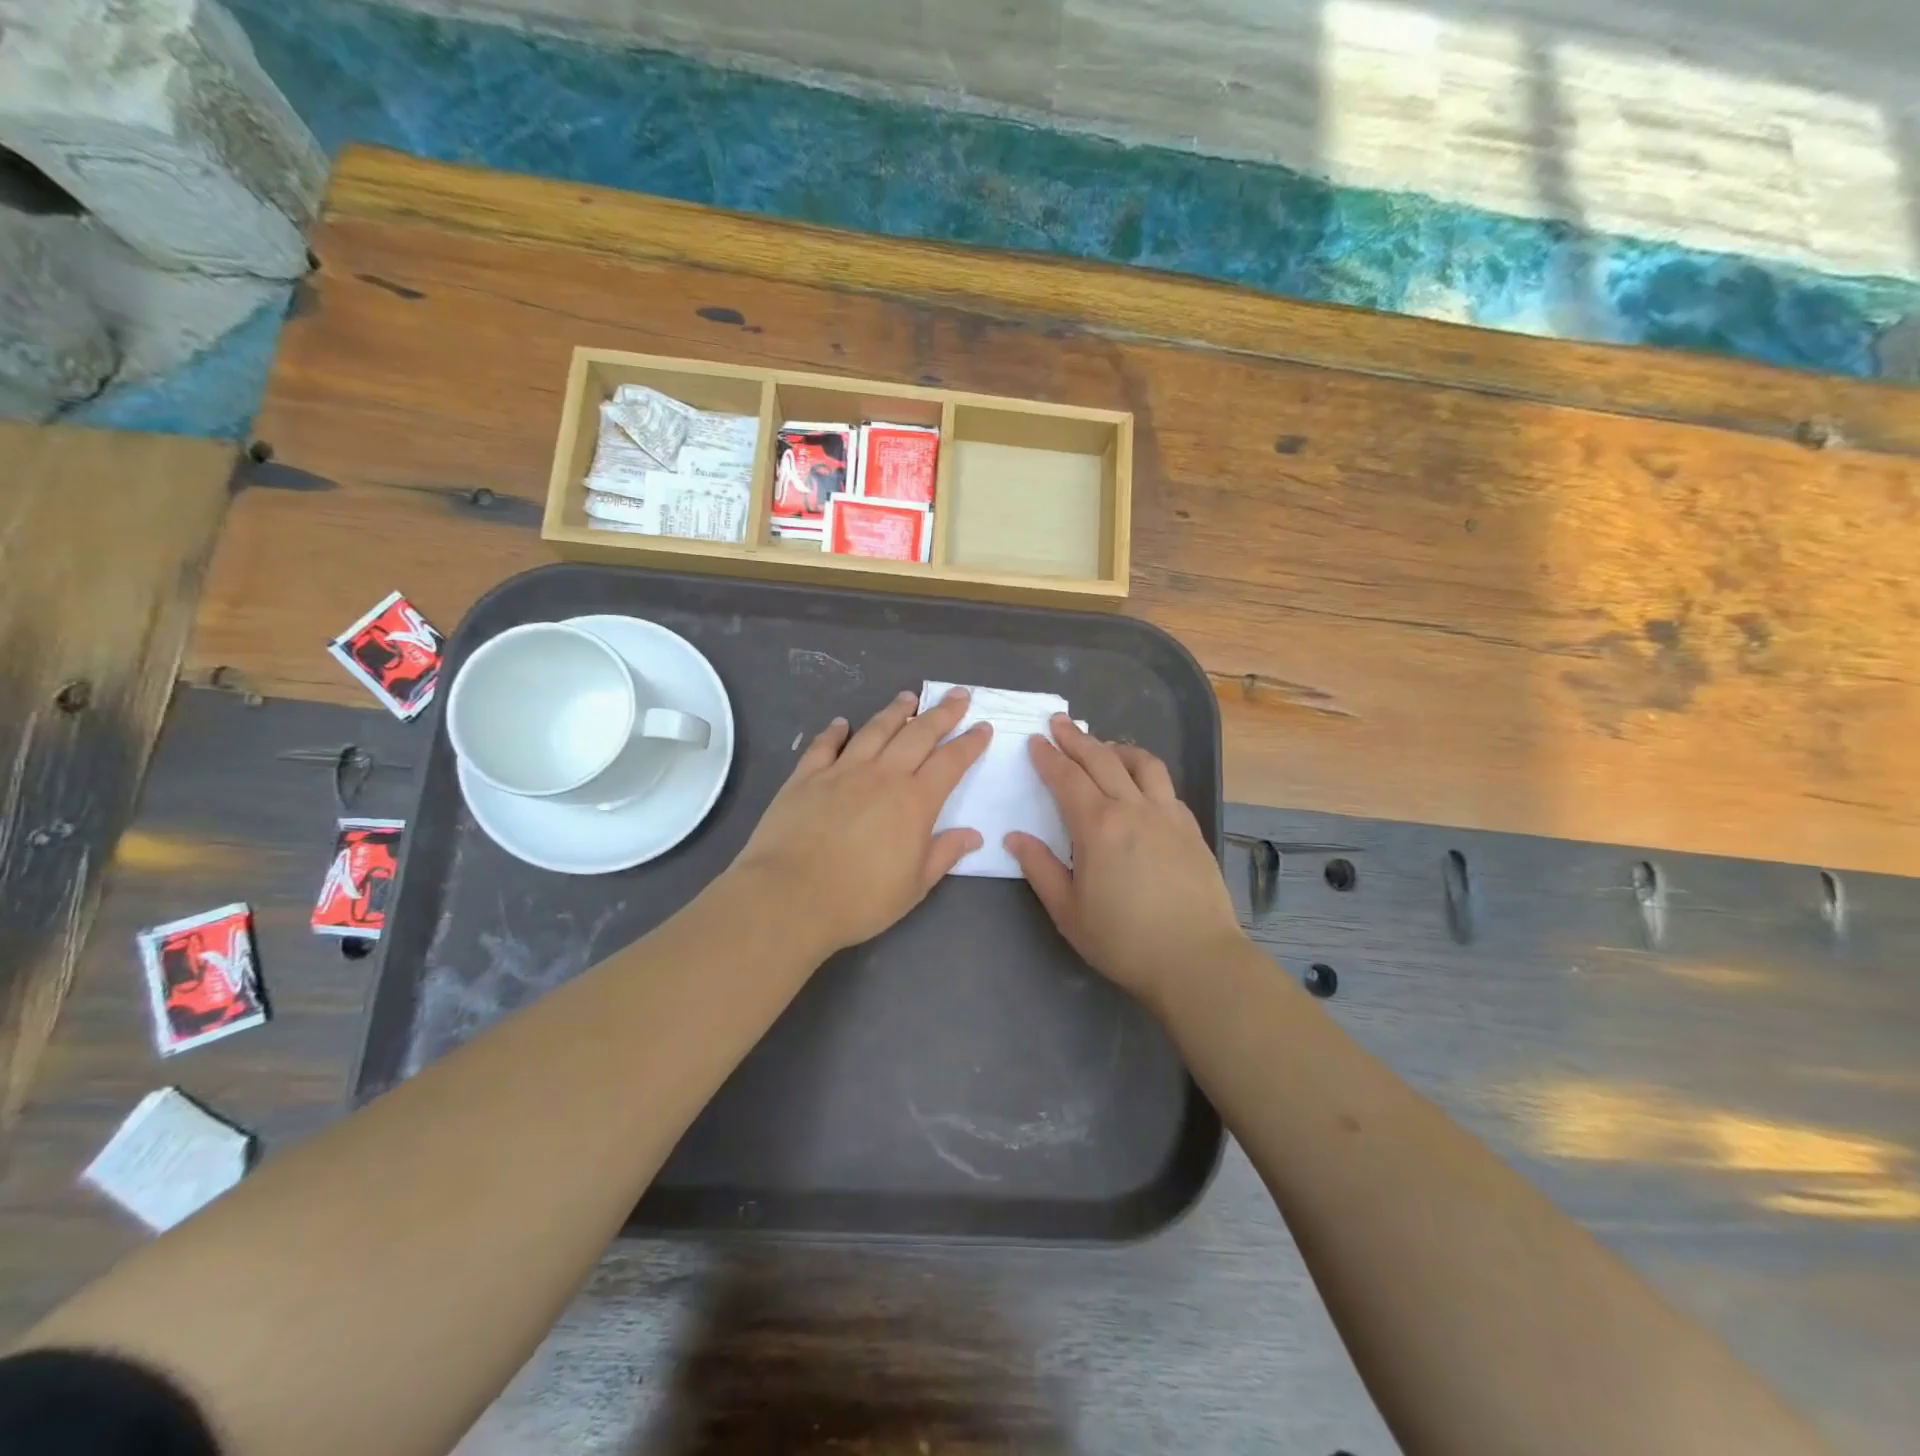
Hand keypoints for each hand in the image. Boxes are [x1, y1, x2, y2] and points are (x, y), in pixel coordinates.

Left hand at [730, 688, 991, 954]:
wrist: (790, 897)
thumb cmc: (860, 899)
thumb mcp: (914, 886)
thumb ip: (945, 854)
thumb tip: (974, 835)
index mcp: (915, 801)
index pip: (951, 762)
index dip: (970, 743)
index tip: (983, 727)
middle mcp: (882, 775)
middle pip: (918, 734)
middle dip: (942, 713)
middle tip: (957, 696)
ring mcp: (842, 771)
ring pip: (875, 730)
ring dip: (895, 711)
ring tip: (908, 697)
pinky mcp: (806, 777)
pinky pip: (824, 745)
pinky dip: (835, 731)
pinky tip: (842, 723)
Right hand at [1006, 717, 1241, 1007]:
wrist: (1196, 959)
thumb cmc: (1123, 940)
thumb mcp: (1068, 912)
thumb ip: (1040, 869)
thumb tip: (1015, 837)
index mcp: (1098, 826)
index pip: (1067, 778)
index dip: (1048, 757)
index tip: (1036, 741)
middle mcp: (1133, 808)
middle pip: (1102, 759)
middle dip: (1076, 738)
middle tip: (1059, 723)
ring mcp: (1167, 815)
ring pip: (1142, 763)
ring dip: (1116, 748)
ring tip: (1102, 746)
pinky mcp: (1190, 828)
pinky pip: (1166, 786)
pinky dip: (1146, 773)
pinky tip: (1140, 785)